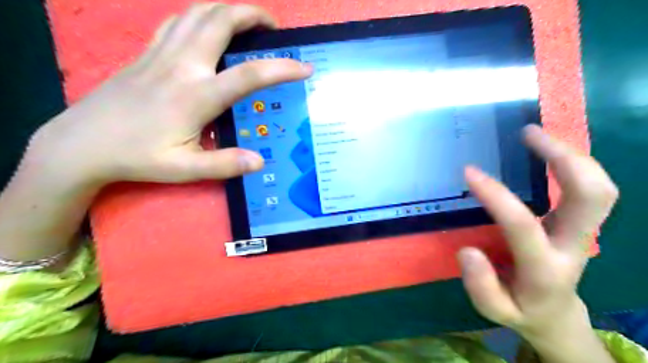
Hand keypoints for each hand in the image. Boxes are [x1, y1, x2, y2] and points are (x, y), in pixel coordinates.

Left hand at [0, 3, 311, 265]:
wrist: (82, 143)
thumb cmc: (137, 157)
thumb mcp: (184, 169)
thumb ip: (225, 164)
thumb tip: (260, 161)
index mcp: (196, 96)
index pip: (250, 75)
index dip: (282, 68)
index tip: (304, 67)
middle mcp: (182, 66)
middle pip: (221, 21)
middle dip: (253, 16)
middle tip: (274, 28)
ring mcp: (161, 54)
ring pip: (198, 13)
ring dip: (227, 10)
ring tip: (247, 22)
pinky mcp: (147, 53)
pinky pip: (177, 21)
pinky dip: (199, 16)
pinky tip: (208, 28)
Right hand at [454, 125, 615, 339]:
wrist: (554, 314)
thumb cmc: (520, 309)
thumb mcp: (493, 310)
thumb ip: (480, 286)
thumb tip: (468, 251)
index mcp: (546, 269)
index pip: (523, 225)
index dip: (496, 196)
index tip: (469, 172)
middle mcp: (573, 245)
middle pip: (593, 196)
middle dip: (563, 158)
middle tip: (527, 133)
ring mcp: (582, 232)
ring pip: (599, 187)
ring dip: (571, 154)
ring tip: (534, 133)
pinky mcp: (579, 223)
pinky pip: (589, 187)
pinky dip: (571, 163)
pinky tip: (545, 149)